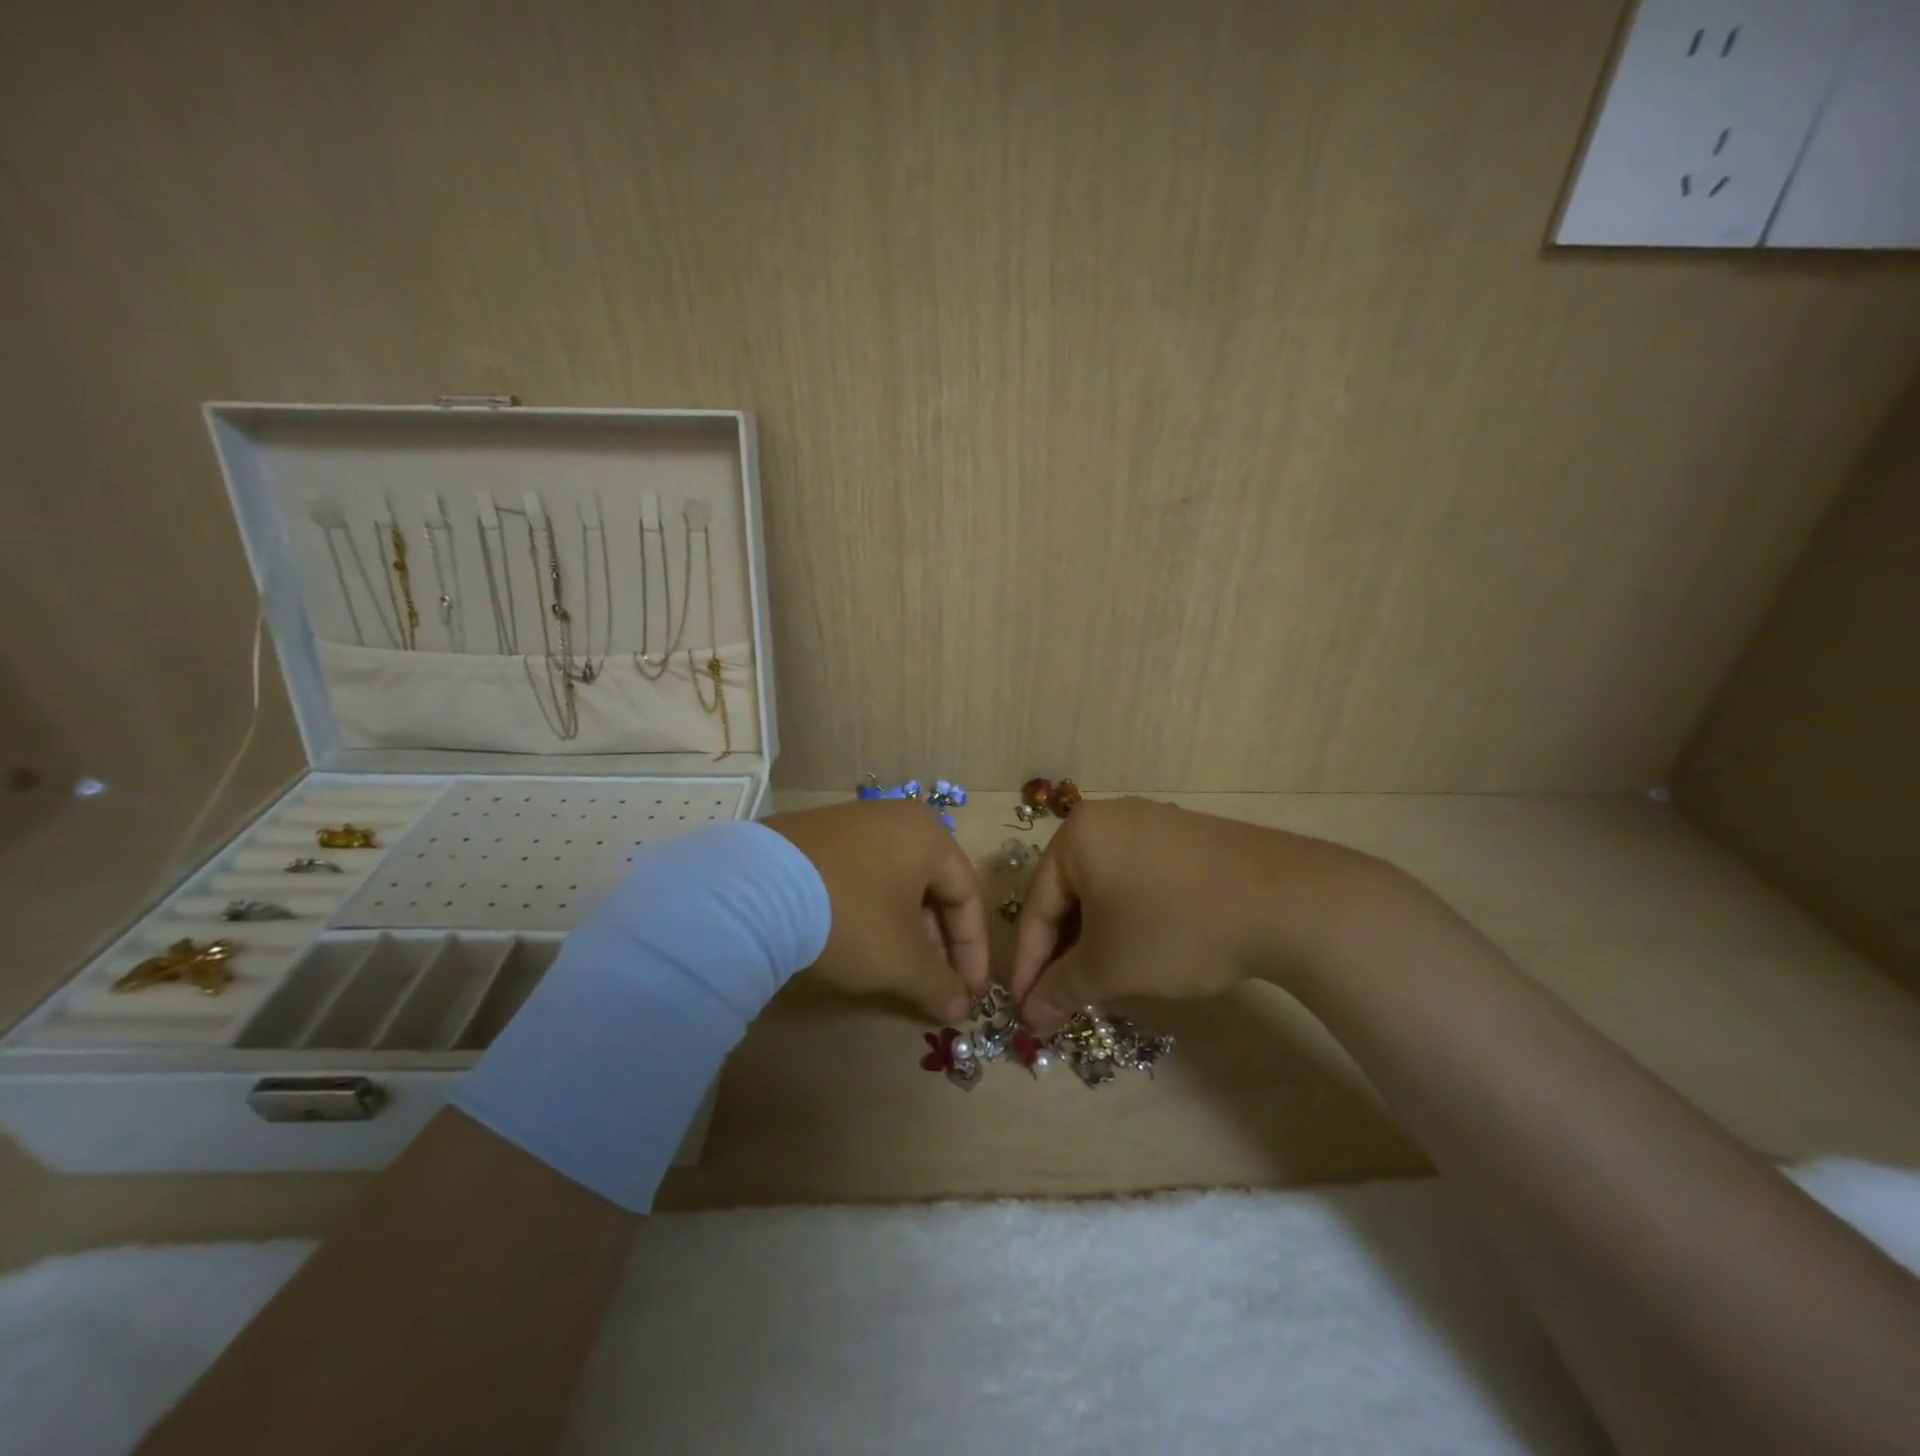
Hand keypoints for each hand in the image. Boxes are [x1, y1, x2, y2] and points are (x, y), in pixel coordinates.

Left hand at [765, 800, 989, 1021]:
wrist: (754, 892)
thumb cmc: (850, 917)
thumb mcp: (901, 960)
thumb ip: (939, 985)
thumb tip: (960, 1008)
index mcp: (928, 836)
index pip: (967, 894)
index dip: (972, 948)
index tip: (967, 992)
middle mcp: (893, 819)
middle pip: (930, 886)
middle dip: (936, 942)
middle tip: (933, 984)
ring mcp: (849, 823)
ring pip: (892, 882)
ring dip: (903, 929)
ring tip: (895, 969)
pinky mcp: (811, 836)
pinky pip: (857, 875)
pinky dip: (867, 911)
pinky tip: (854, 941)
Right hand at [1009, 797, 1393, 1032]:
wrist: (1287, 902)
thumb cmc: (1176, 928)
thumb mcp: (1111, 966)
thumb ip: (1062, 990)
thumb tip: (1032, 1017)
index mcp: (1077, 835)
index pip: (1037, 906)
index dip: (1028, 965)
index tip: (1026, 1011)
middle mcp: (1109, 817)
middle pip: (1070, 893)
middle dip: (1064, 952)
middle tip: (1062, 1000)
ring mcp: (1153, 822)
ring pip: (1106, 887)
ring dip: (1097, 938)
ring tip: (1100, 981)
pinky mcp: (1188, 837)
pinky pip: (1139, 878)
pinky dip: (1130, 917)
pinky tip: (1143, 950)